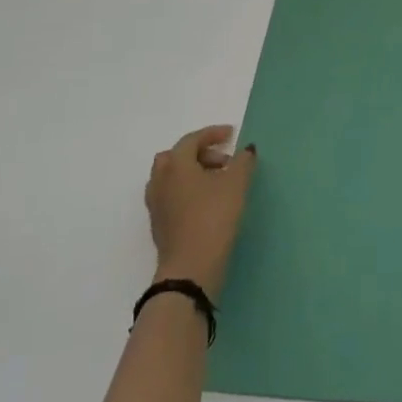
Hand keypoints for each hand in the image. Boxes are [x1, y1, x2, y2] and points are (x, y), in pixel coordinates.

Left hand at [146, 124, 256, 300]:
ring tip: (217, 183)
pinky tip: (206, 203)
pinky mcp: (159, 224)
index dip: (212, 134)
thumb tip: (246, 150)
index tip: (232, 134)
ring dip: (192, 173)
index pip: (191, 140)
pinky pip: (171, 195)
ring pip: (171, 177)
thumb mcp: (236, 185)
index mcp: (176, 165)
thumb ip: (243, 162)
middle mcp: (160, 180)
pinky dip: (187, 190)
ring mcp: (156, 204)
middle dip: (200, 154)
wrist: (190, 268)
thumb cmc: (214, 218)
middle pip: (176, 156)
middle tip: (224, 162)